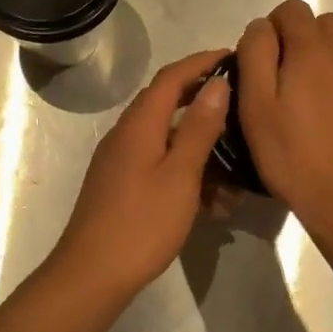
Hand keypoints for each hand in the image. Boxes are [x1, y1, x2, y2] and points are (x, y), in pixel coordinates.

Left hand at [50, 48, 232, 296]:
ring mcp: (122, 160)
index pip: (172, 76)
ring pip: (167, 139)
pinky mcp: (122, 185)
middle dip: (205, 103)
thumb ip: (199, 127)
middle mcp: (127, 133)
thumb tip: (217, 83)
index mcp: (140, 123)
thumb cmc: (142, 222)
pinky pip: (160, 164)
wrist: (92, 275)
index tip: (233, 56)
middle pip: (168, 103)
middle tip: (241, 107)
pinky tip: (213, 203)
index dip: (202, 62)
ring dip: (201, 149)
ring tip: (236, 174)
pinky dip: (186, 172)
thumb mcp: (180, 174)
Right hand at [236, 0, 332, 233]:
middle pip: (325, 24)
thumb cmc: (293, 154)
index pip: (292, 8)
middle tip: (290, 81)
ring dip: (330, 63)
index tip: (265, 61)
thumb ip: (254, 54)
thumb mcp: (255, 105)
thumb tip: (261, 26)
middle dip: (305, 40)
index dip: (274, 28)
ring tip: (317, 105)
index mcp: (312, 49)